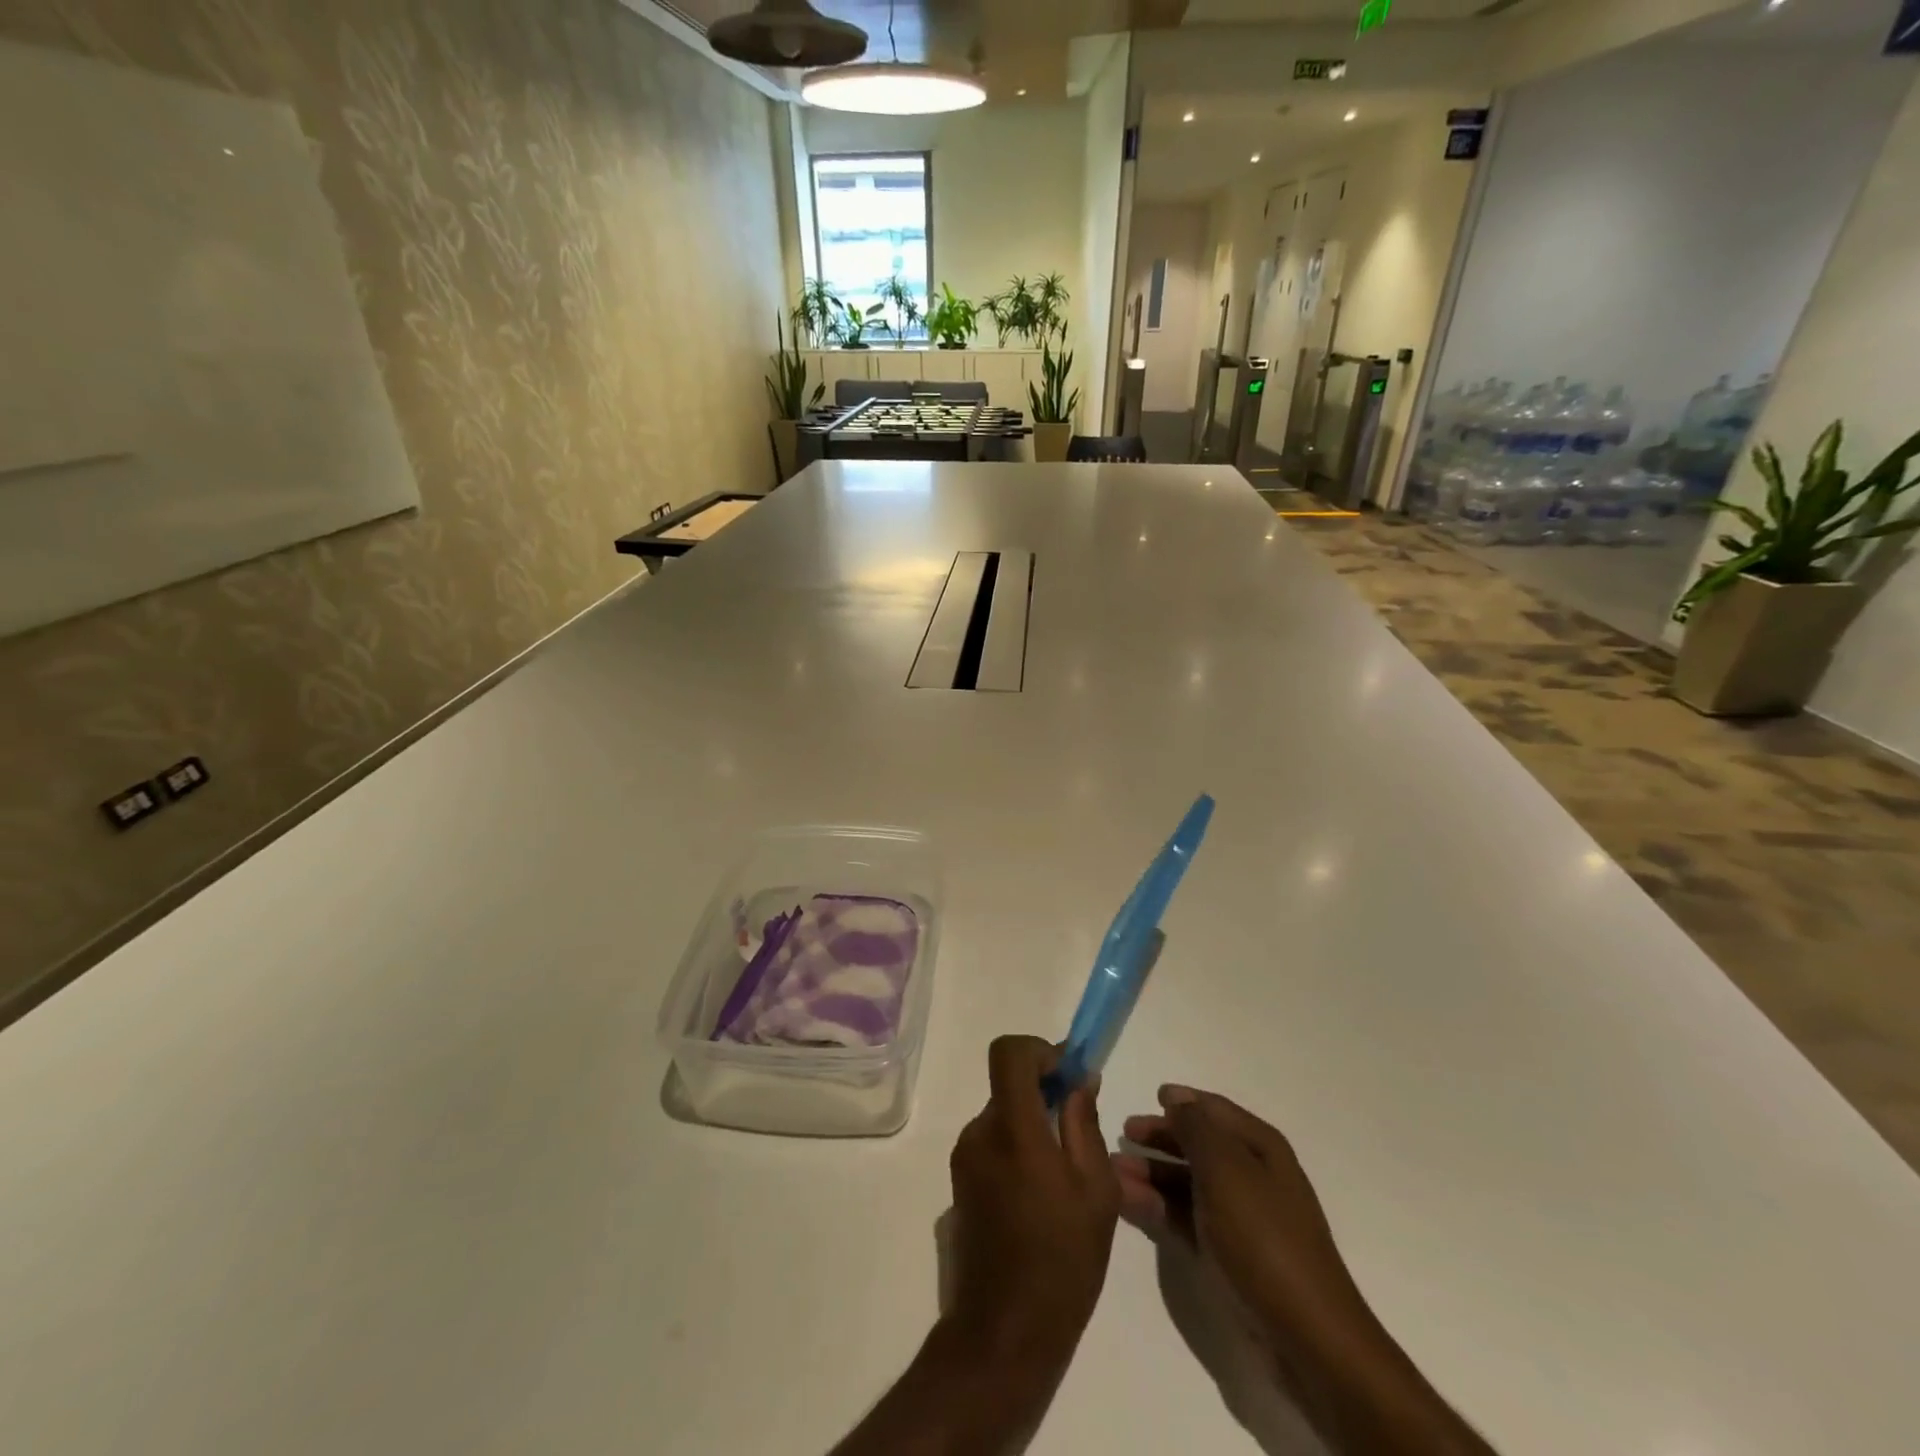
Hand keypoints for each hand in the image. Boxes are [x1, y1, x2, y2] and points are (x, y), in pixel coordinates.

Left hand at [946, 1036, 1120, 1371]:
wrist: (1004, 1333)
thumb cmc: (1062, 1262)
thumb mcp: (1096, 1192)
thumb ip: (1085, 1124)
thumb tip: (1081, 1078)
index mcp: (1013, 1130)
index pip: (1008, 1053)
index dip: (1039, 1049)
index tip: (1068, 1073)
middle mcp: (980, 1132)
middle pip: (1008, 1084)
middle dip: (1044, 1091)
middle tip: (1078, 1125)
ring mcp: (964, 1157)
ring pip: (1003, 1114)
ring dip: (1032, 1121)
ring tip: (1064, 1171)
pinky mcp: (959, 1180)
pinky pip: (992, 1141)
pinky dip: (1017, 1146)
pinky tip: (1041, 1193)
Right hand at [1115, 1087, 1378, 1381]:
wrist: (1306, 1337)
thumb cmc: (1263, 1237)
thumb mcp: (1225, 1169)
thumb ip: (1196, 1128)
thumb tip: (1177, 1098)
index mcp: (1260, 1148)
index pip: (1215, 1110)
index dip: (1184, 1102)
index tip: (1150, 1095)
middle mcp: (1253, 1175)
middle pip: (1199, 1145)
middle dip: (1161, 1137)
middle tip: (1122, 1133)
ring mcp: (1241, 1218)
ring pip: (1188, 1183)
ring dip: (1152, 1173)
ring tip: (1113, 1171)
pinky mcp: (1229, 1255)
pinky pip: (1186, 1218)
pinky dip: (1158, 1207)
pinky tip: (1127, 1201)